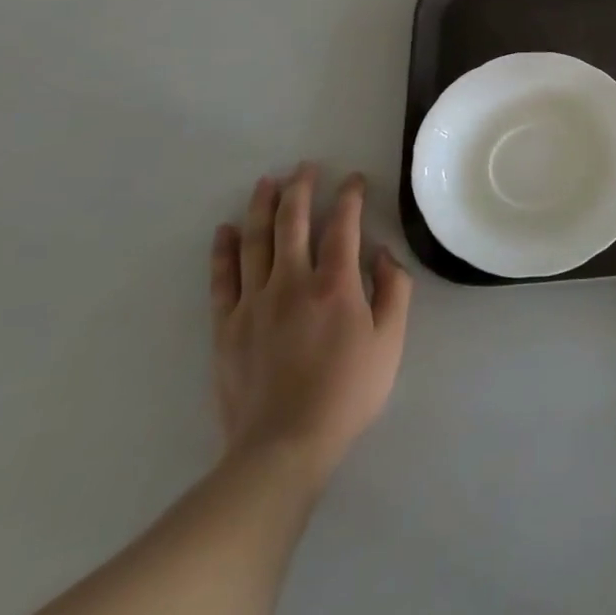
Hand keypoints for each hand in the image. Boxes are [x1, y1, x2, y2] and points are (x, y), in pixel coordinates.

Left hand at [210, 165, 412, 483]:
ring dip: (262, 206)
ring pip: (256, 241)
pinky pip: (223, 279)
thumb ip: (392, 291)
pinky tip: (226, 230)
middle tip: (306, 167)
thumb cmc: (347, 392)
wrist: (283, 447)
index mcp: (335, 285)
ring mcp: (254, 303)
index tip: (354, 180)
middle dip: (301, 188)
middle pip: (293, 222)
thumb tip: (381, 255)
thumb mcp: (389, 343)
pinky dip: (224, 250)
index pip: (343, 225)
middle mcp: (292, 283)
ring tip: (267, 181)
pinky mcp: (227, 326)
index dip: (350, 197)